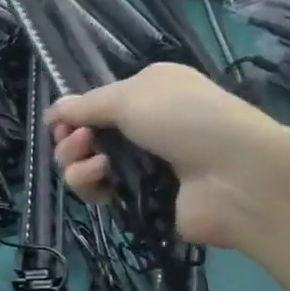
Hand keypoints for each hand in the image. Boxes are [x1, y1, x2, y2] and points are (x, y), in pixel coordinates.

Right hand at [49, 62, 289, 252]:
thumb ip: (87, 105)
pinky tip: (102, 183)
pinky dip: (93, 186)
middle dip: (71, 140)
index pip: (98, 103)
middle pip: (88, 135)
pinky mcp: (141, 199)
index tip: (60, 124)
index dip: (74, 114)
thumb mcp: (131, 96)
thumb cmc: (184, 119)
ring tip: (95, 166)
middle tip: (78, 143)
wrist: (235, 175)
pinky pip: (102, 193)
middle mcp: (146, 125)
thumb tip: (54, 110)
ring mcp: (144, 165)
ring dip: (78, 164)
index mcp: (149, 92)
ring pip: (88, 165)